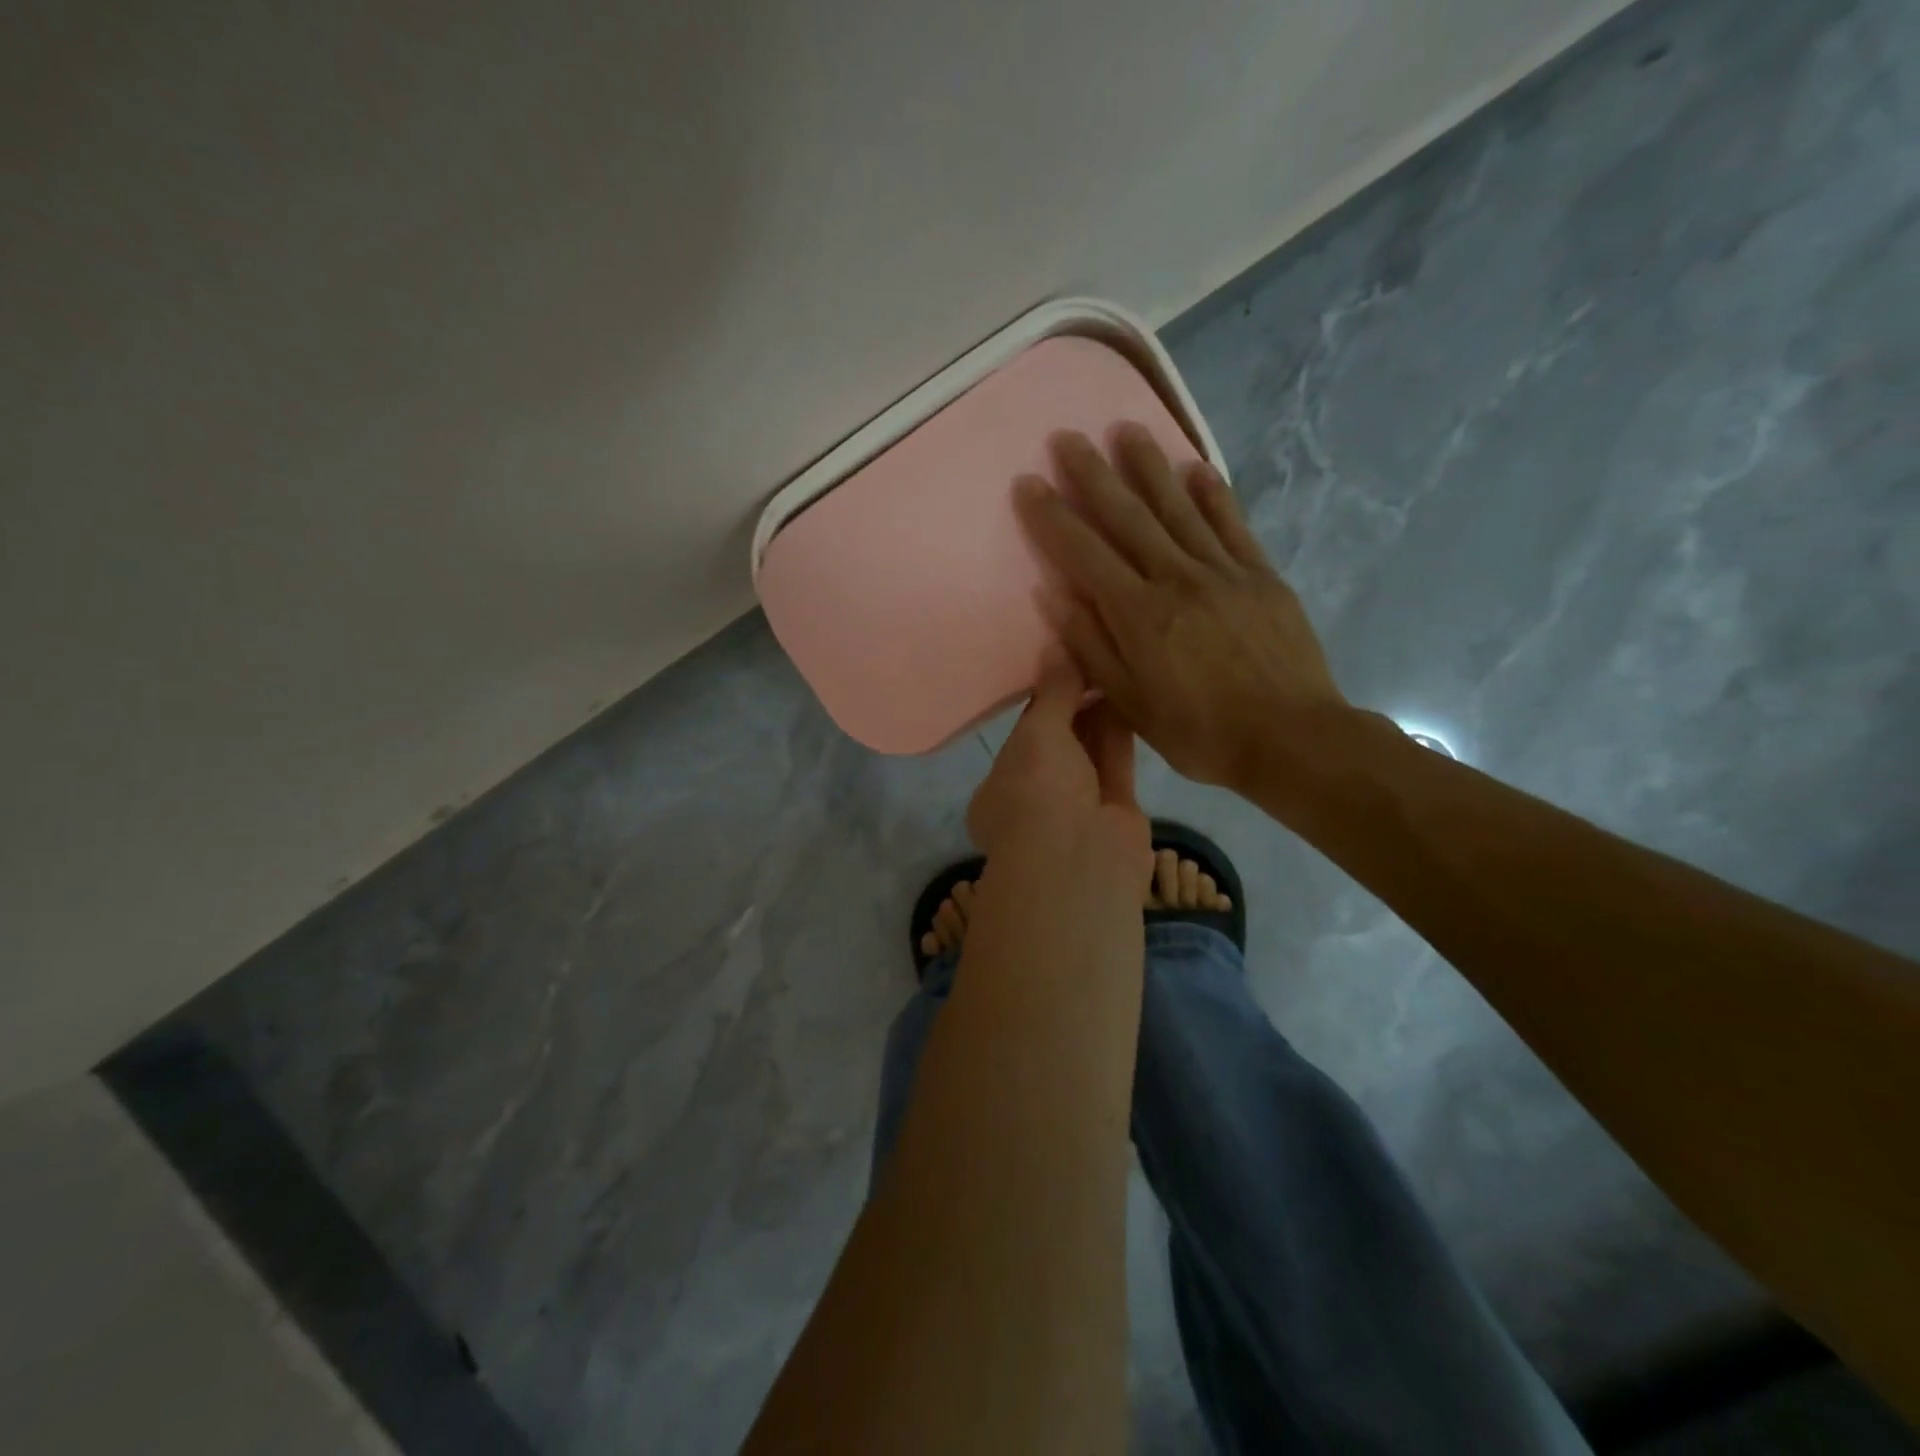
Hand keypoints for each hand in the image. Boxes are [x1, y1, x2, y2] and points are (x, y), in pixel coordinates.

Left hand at [967, 655, 1148, 877]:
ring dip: (1098, 716)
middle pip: (1057, 745)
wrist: (1081, 860)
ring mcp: (1075, 810)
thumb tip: (1058, 646)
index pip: (1020, 738)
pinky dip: (1119, 733)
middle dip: (1073, 706)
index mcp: (997, 790)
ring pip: (1088, 754)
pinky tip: (1129, 694)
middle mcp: (1034, 800)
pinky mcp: (1114, 812)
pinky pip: (1114, 764)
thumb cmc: (1039, 793)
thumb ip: (1052, 692)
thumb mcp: (1038, 733)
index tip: (1061, 666)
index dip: (1041, 701)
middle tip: (1093, 660)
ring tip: (1113, 668)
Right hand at [1013, 426, 1346, 793]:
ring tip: (1126, 429)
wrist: (1291, 740)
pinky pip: (1232, 524)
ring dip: (1149, 466)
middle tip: (1068, 437)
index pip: (1084, 553)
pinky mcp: (1261, 575)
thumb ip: (1093, 649)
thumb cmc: (1201, 734)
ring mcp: (1223, 571)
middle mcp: (1176, 579)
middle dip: (1093, 475)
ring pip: (1178, 507)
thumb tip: (1055, 598)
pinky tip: (1196, 468)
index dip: (1052, 516)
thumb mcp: (1132, 706)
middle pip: (1128, 516)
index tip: (1028, 481)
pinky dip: (1213, 494)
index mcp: (1139, 615)